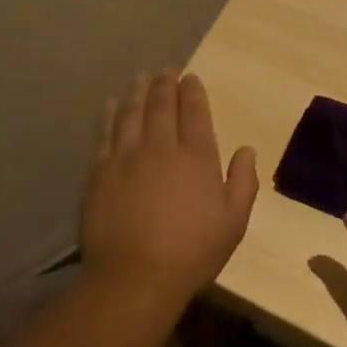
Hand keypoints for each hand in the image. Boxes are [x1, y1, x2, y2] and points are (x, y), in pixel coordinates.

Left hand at [80, 70, 258, 305]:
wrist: (136, 276)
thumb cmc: (192, 252)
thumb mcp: (234, 221)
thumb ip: (243, 181)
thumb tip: (246, 149)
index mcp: (197, 156)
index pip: (195, 112)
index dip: (193, 92)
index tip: (190, 78)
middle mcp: (161, 146)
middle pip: (162, 105)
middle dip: (165, 84)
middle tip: (165, 71)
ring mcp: (126, 156)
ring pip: (132, 113)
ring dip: (137, 92)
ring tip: (140, 78)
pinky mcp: (99, 171)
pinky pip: (104, 133)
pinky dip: (109, 115)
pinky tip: (111, 104)